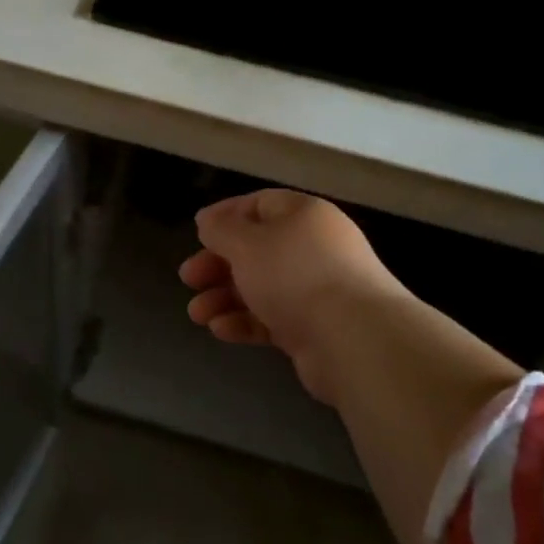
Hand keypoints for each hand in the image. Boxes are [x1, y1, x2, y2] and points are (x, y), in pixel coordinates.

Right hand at [178, 189, 412, 404]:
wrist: (355, 339)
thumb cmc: (295, 275)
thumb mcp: (247, 244)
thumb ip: (222, 230)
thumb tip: (209, 221)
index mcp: (303, 215)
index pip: (260, 205)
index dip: (225, 216)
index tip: (197, 233)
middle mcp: (313, 247)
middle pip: (257, 249)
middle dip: (218, 264)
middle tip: (188, 278)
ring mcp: (317, 289)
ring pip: (262, 286)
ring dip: (225, 298)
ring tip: (197, 315)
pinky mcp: (316, 327)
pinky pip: (273, 317)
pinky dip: (246, 322)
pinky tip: (220, 330)